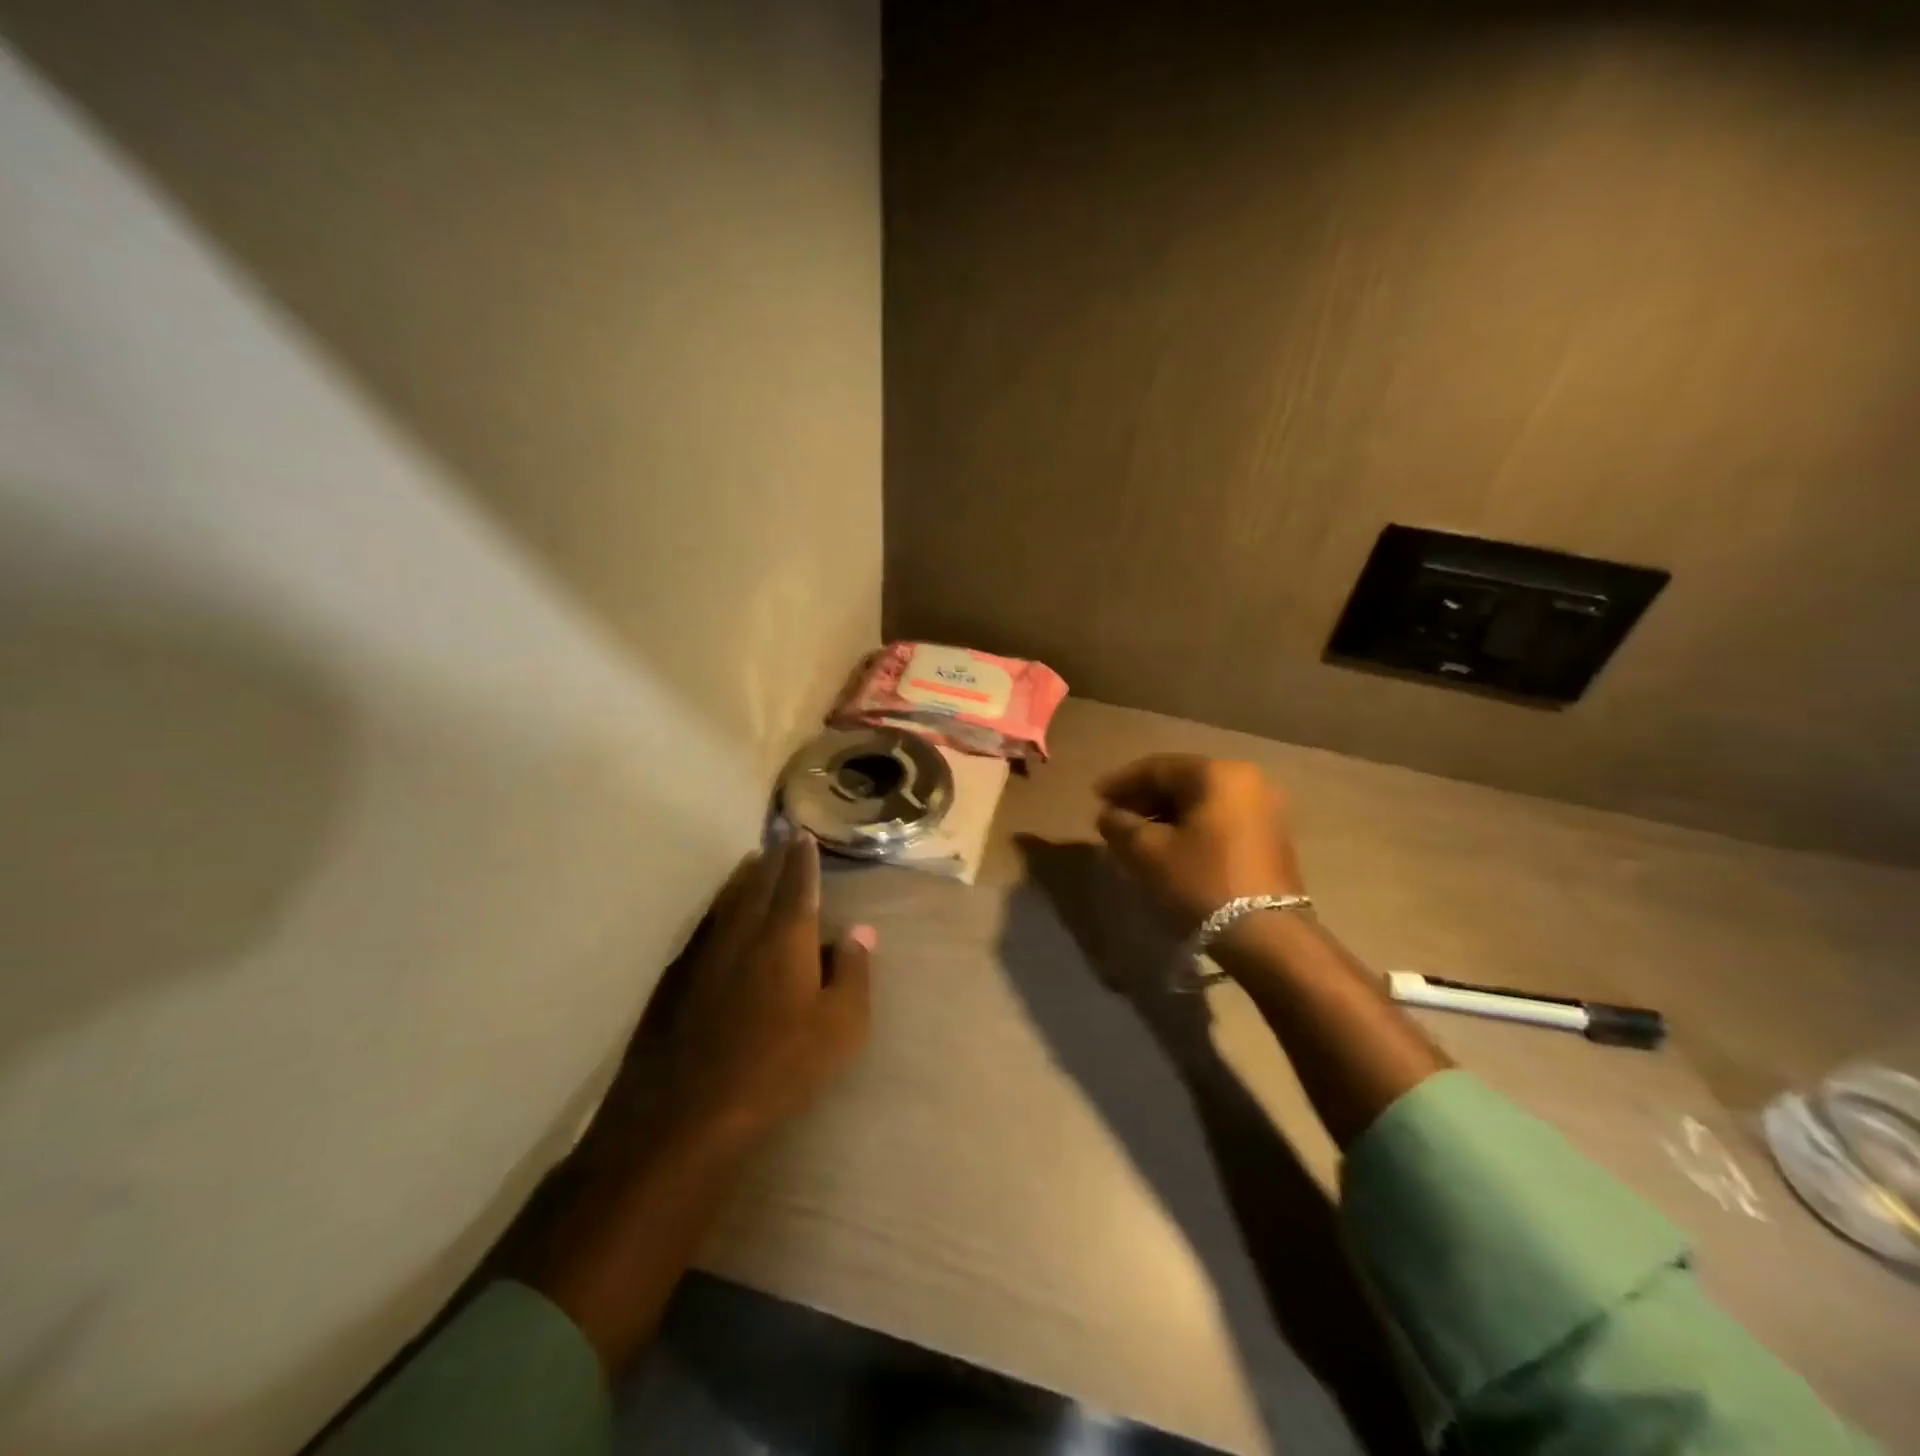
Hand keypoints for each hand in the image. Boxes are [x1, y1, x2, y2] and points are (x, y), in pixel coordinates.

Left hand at [658, 830, 875, 1149]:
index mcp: (786, 937)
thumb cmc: (779, 1067)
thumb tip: (862, 931)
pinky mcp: (676, 978)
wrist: (687, 1112)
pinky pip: (705, 925)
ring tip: (752, 862)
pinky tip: (718, 916)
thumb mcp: (840, 1027)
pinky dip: (719, 908)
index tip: (803, 835)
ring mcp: (704, 953)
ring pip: (728, 900)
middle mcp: (743, 932)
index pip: (798, 883)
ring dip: (744, 877)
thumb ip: (854, 973)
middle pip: (759, 882)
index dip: (803, 858)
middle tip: (781, 837)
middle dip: (773, 858)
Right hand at [1095, 755, 1304, 929]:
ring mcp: (1265, 808)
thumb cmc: (1201, 882)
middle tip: (1114, 816)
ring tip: (1137, 834)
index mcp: (1217, 774)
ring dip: (1166, 814)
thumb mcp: (1147, 853)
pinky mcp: (1271, 836)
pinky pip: (1220, 819)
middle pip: (1182, 781)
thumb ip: (1120, 826)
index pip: (1157, 768)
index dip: (1121, 782)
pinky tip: (1169, 846)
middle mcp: (1247, 780)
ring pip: (1201, 802)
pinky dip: (1191, 827)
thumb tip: (1109, 816)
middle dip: (1144, 798)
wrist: (1266, 936)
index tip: (1095, 797)